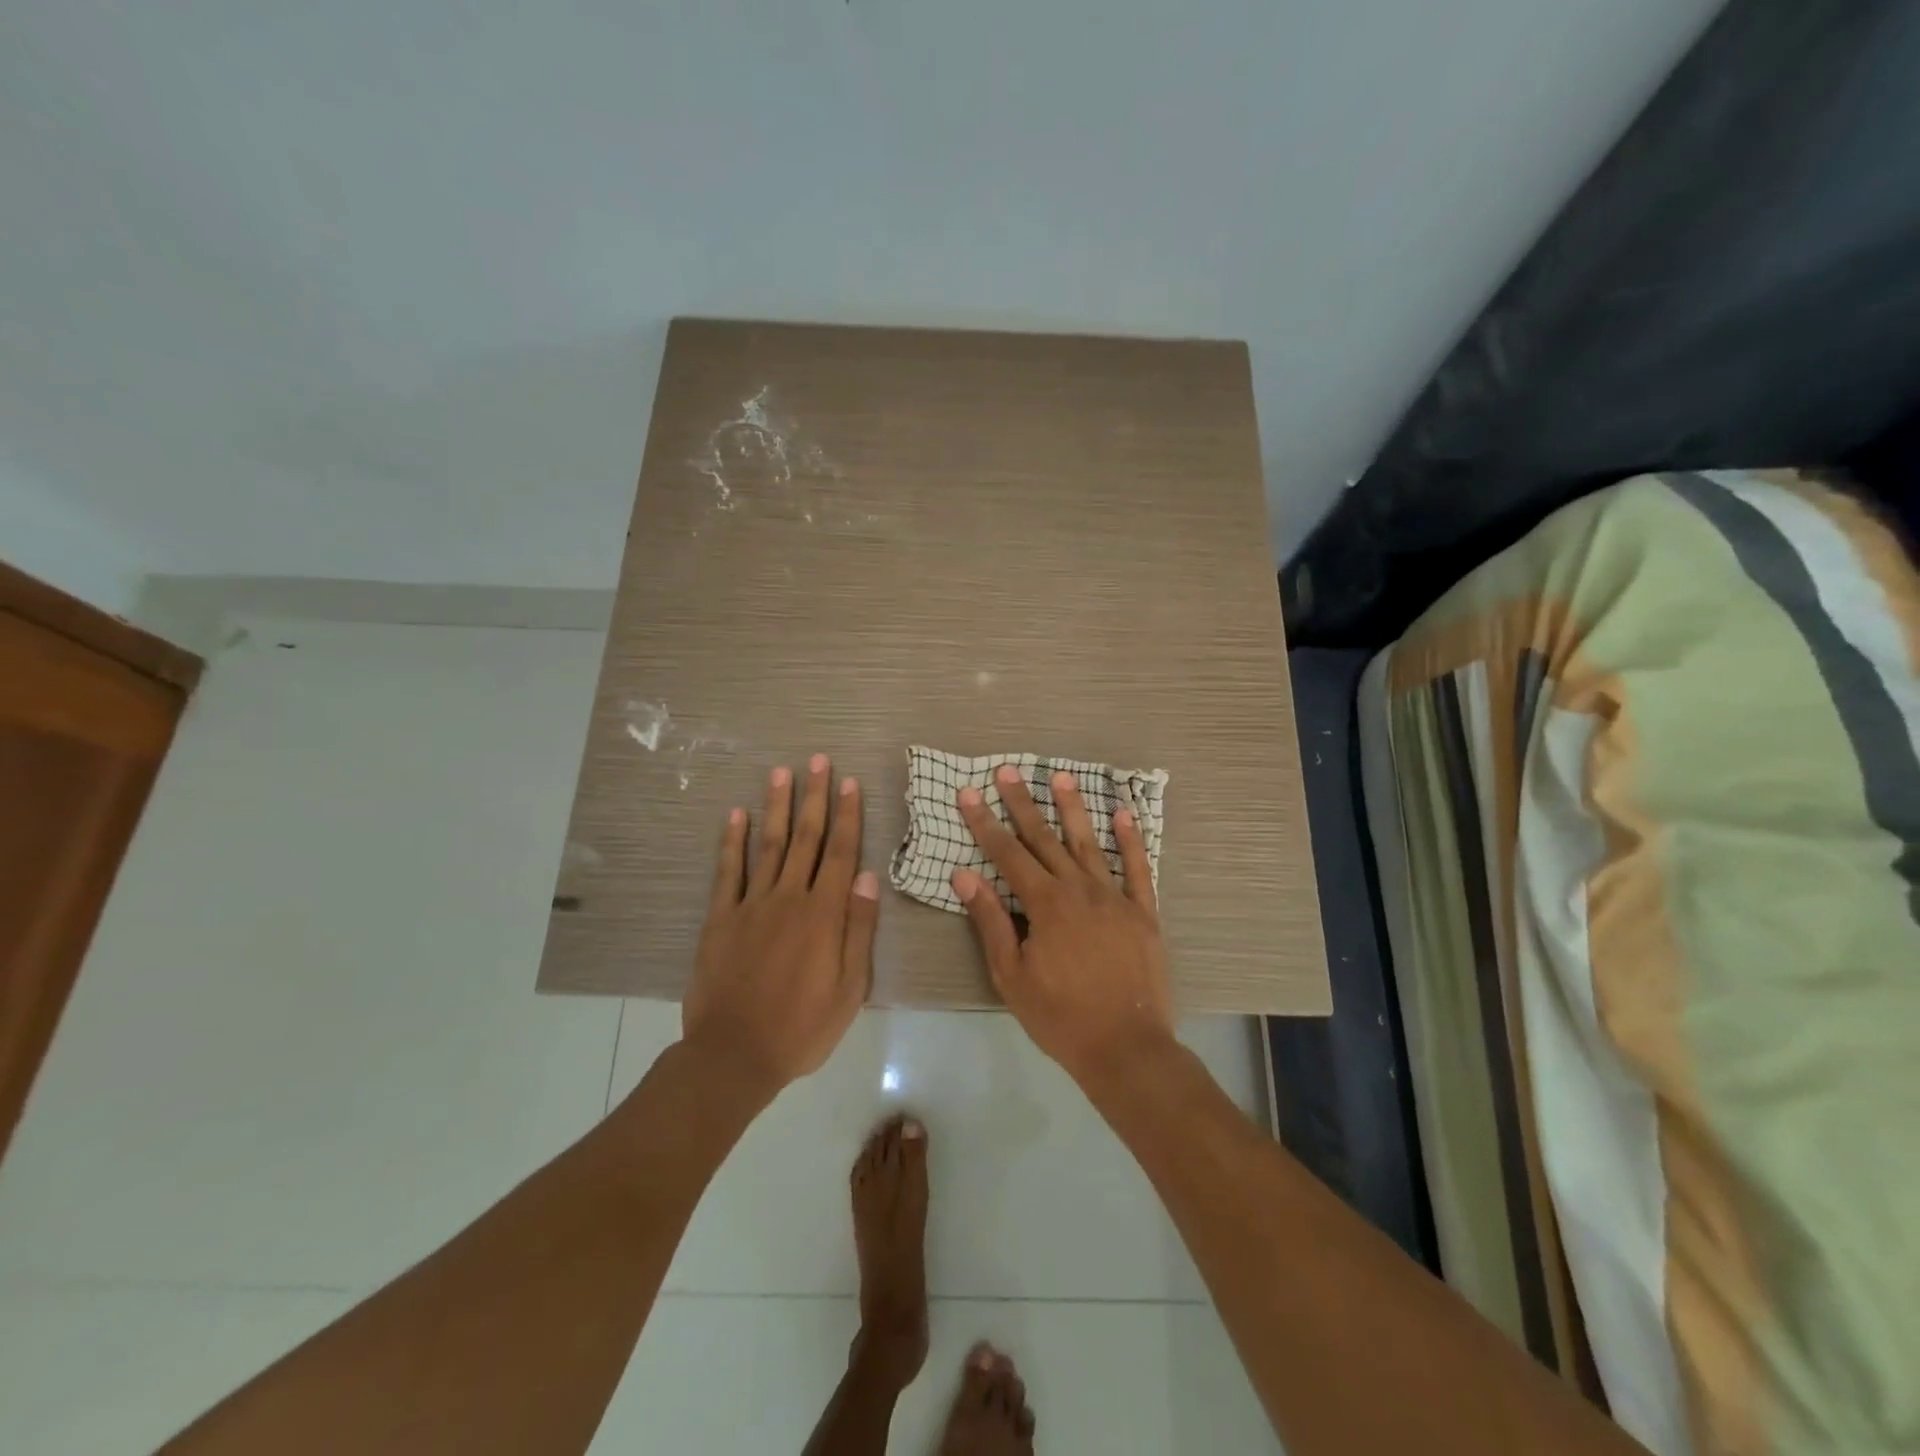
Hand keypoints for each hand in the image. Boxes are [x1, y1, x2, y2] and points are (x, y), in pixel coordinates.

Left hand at [683, 754, 879, 1097]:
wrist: (734, 1055)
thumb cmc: (802, 1027)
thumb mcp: (849, 988)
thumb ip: (858, 929)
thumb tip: (867, 877)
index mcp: (824, 914)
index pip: (840, 853)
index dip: (847, 815)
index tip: (851, 783)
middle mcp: (788, 898)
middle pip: (806, 838)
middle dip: (814, 797)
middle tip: (818, 760)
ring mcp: (751, 905)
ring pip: (769, 845)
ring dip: (777, 807)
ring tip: (781, 773)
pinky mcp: (720, 918)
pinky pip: (727, 872)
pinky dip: (731, 841)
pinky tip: (736, 815)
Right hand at [951, 766, 1174, 1087]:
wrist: (1125, 1048)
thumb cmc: (1060, 1016)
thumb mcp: (1011, 975)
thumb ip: (990, 921)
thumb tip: (964, 875)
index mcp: (1045, 904)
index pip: (1008, 854)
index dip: (985, 822)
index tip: (968, 793)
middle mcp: (1080, 889)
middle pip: (1045, 839)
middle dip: (1022, 804)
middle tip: (1007, 771)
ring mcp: (1115, 897)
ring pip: (1089, 844)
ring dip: (1073, 809)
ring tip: (1061, 777)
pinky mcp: (1144, 912)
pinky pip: (1139, 868)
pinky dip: (1132, 839)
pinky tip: (1124, 813)